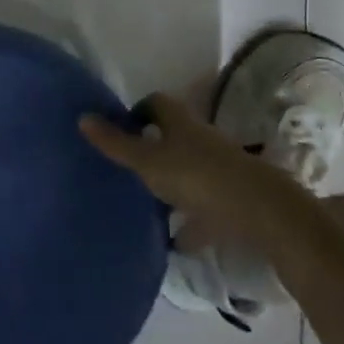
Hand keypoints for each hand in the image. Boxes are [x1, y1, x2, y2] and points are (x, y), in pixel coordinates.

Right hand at [79, 93, 286, 246]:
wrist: (261, 212)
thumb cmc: (198, 176)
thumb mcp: (148, 161)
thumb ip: (116, 143)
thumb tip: (82, 117)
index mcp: (180, 122)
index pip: (156, 103)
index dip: (138, 110)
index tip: (121, 128)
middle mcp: (201, 139)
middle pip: (173, 135)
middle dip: (153, 147)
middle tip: (128, 166)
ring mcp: (220, 169)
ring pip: (189, 170)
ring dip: (171, 183)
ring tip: (146, 203)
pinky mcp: (233, 199)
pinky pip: (205, 207)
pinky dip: (190, 220)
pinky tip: (175, 241)